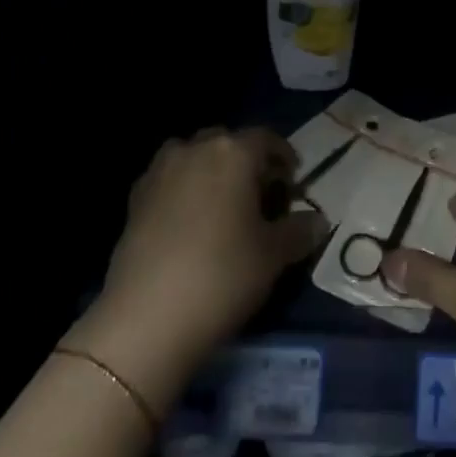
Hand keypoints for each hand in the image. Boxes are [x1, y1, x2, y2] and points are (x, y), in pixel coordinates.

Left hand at [67, 128, 324, 417]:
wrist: (147, 317)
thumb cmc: (223, 275)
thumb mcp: (274, 255)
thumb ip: (300, 231)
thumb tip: (319, 221)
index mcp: (234, 152)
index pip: (266, 139)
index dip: (283, 157)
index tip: (292, 181)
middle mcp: (195, 149)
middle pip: (228, 143)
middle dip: (246, 163)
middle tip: (260, 196)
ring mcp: (160, 170)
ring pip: (194, 157)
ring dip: (211, 172)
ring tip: (223, 208)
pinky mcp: (135, 197)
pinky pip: (169, 180)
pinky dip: (184, 191)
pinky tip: (190, 225)